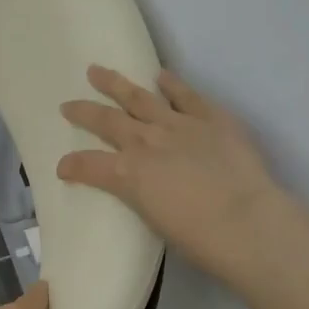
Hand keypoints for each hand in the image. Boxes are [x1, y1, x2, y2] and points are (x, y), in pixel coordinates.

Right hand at [59, 65, 289, 279]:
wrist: (245, 221)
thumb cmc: (198, 237)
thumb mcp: (154, 220)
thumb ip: (142, 197)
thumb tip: (142, 188)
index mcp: (128, 174)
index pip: (89, 166)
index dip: (72, 165)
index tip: (62, 167)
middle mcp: (147, 142)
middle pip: (108, 121)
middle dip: (85, 112)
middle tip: (68, 105)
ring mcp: (179, 125)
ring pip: (140, 98)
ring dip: (116, 84)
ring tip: (98, 71)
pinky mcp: (211, 118)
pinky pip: (187, 95)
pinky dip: (172, 84)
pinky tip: (161, 75)